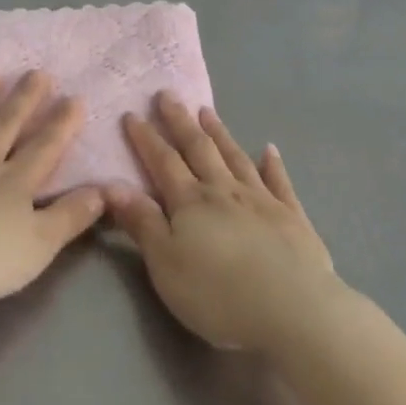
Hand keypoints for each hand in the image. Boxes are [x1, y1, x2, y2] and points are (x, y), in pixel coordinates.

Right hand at [107, 92, 339, 352]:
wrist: (293, 310)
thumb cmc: (218, 293)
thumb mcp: (166, 264)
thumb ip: (141, 222)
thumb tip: (112, 185)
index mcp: (191, 202)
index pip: (163, 162)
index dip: (146, 138)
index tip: (132, 114)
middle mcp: (224, 191)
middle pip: (199, 149)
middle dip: (180, 122)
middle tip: (168, 94)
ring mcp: (261, 200)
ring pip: (235, 157)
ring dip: (219, 133)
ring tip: (207, 111)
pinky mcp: (292, 217)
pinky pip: (279, 182)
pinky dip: (272, 164)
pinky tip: (269, 150)